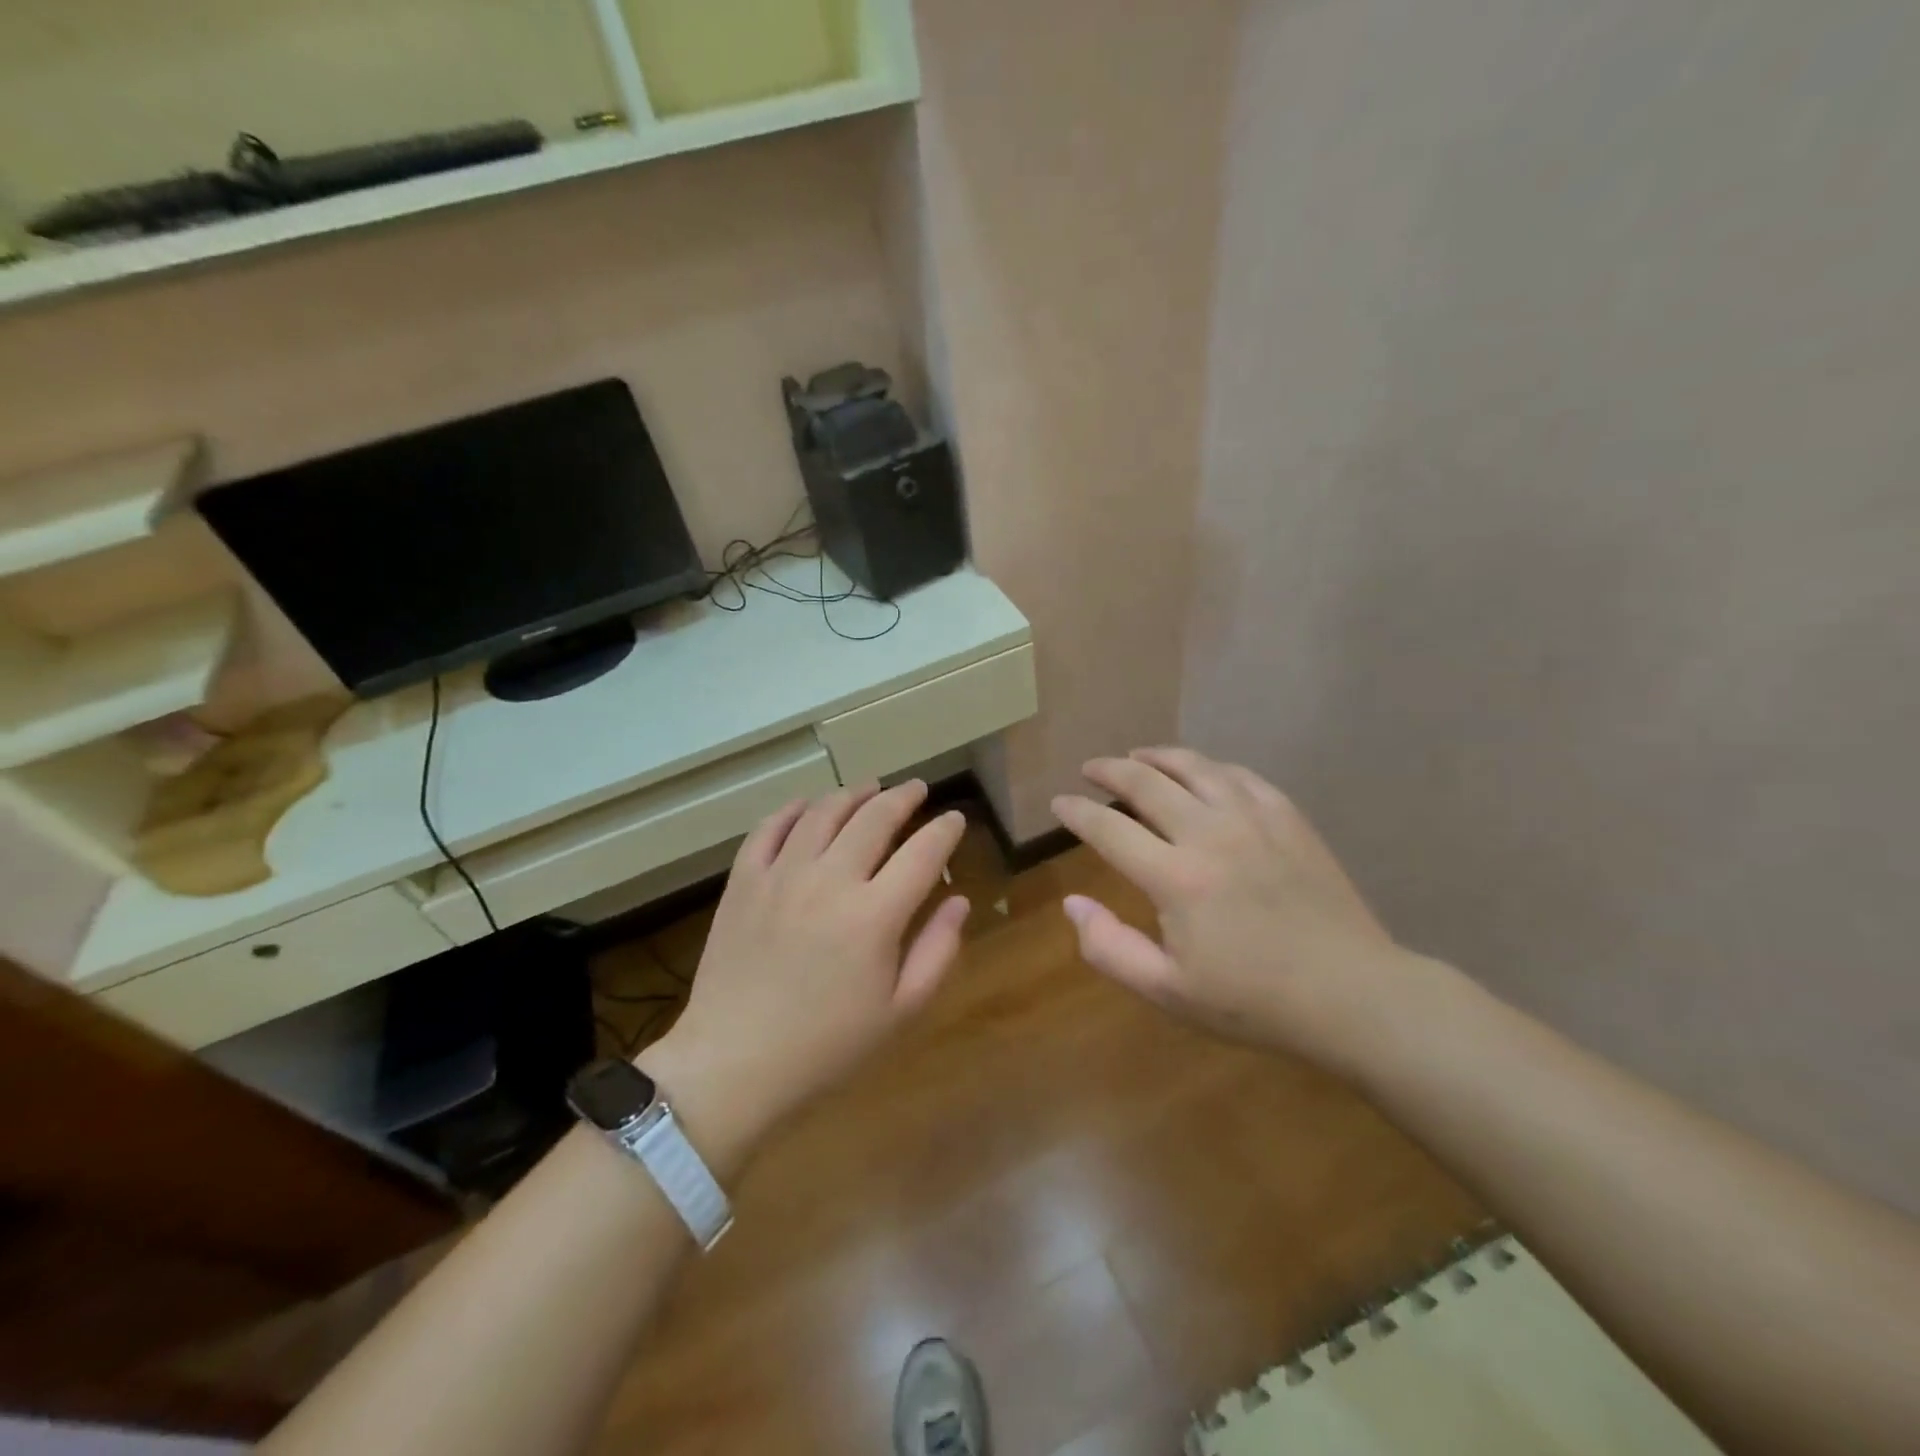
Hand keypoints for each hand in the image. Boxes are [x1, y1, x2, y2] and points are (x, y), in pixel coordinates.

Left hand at [639, 781, 969, 1169]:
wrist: (734, 1064)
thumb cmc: (826, 1046)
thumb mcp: (899, 1011)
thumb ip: (937, 950)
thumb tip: (959, 900)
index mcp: (875, 915)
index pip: (923, 852)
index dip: (945, 830)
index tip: (955, 819)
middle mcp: (830, 880)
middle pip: (874, 818)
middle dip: (903, 797)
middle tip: (917, 789)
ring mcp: (782, 875)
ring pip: (823, 813)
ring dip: (852, 794)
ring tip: (869, 788)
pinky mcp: (744, 881)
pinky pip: (769, 828)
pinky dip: (792, 810)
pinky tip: (806, 806)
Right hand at [1051, 747, 1417, 1075]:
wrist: (1353, 995)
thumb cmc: (1254, 1001)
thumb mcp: (1168, 991)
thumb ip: (1109, 948)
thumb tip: (1072, 903)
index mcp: (1175, 877)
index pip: (1108, 828)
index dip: (1076, 811)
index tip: (1059, 803)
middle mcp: (1209, 833)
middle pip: (1146, 782)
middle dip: (1110, 769)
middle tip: (1091, 768)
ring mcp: (1254, 819)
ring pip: (1195, 766)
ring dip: (1157, 757)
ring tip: (1138, 756)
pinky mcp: (1289, 818)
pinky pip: (1240, 775)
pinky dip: (1209, 767)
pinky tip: (1202, 773)